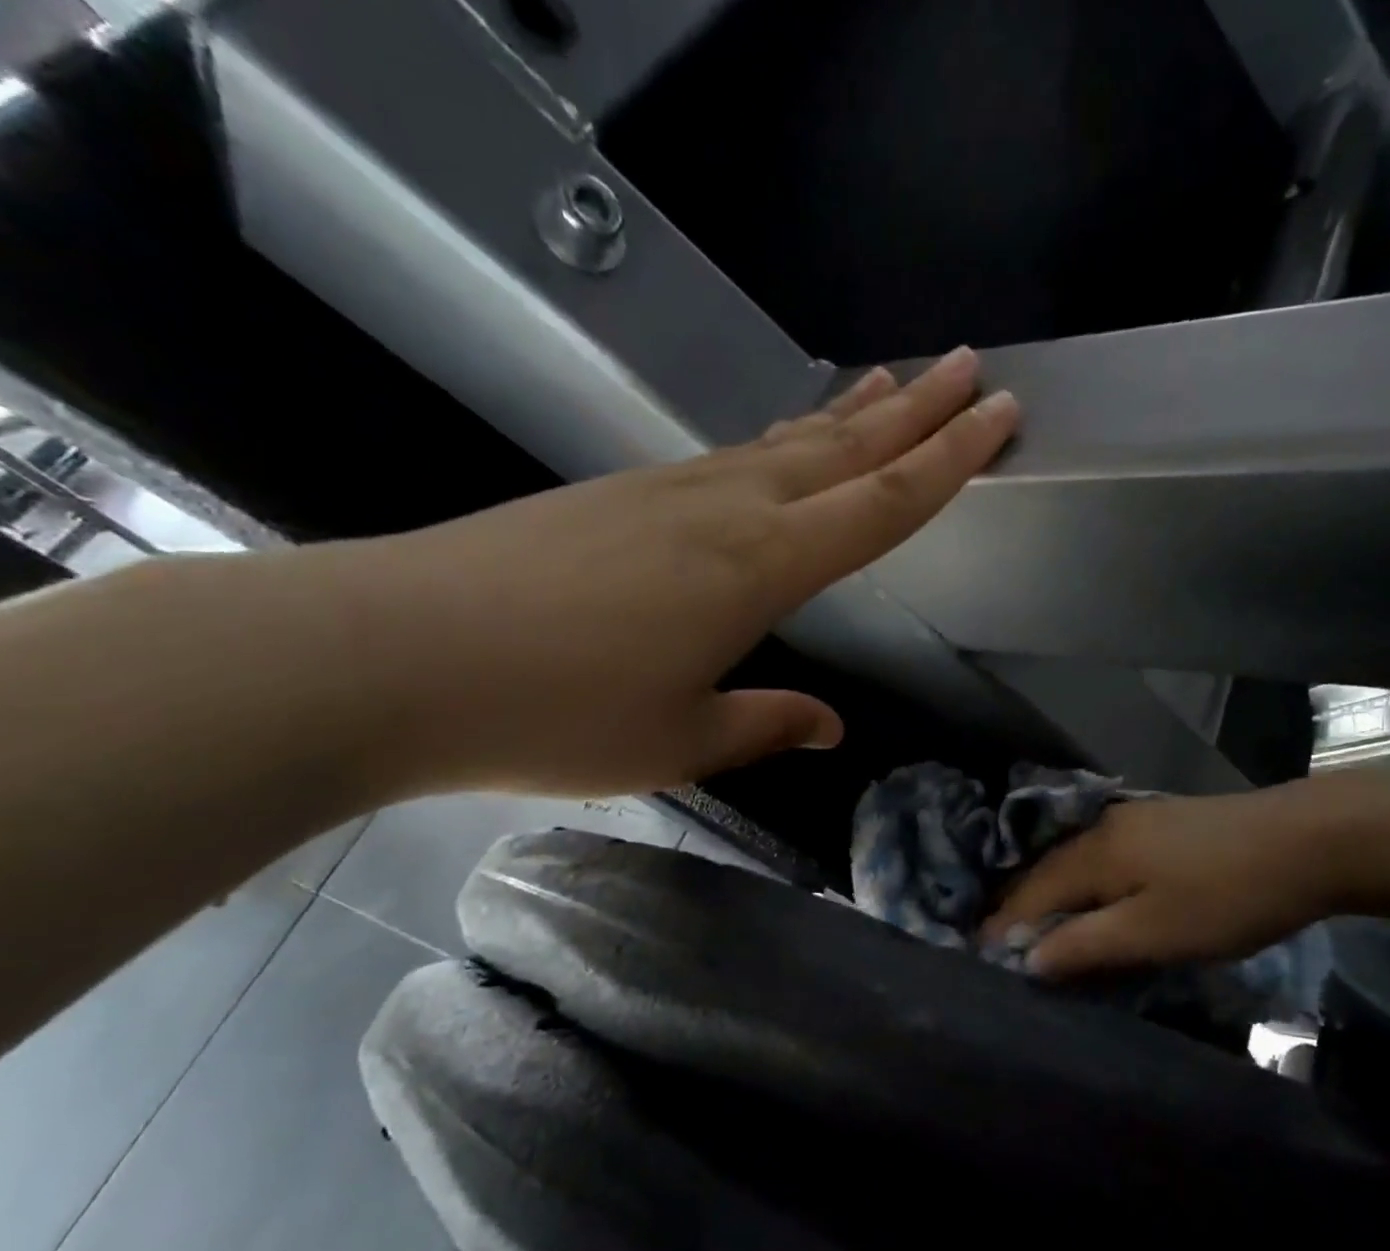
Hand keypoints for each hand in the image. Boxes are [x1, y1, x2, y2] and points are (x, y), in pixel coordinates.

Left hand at [351, 346, 1018, 796]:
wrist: (392, 655)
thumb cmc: (555, 714)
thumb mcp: (680, 741)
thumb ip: (766, 724)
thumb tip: (831, 727)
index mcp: (760, 567)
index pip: (882, 503)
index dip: (950, 461)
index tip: (998, 415)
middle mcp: (726, 509)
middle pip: (844, 450)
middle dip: (917, 412)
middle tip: (970, 370)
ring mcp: (667, 491)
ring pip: (785, 443)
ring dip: (848, 416)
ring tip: (893, 385)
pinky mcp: (620, 493)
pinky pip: (730, 458)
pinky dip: (780, 442)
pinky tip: (787, 444)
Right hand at [980, 779, 1373, 975]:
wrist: (1308, 840)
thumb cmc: (1226, 895)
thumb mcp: (1154, 933)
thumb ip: (1086, 944)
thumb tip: (1027, 958)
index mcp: (1094, 854)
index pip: (1031, 893)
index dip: (1004, 926)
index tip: (979, 955)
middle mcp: (1103, 829)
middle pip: (1046, 871)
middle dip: (1019, 907)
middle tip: (1000, 943)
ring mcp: (1134, 821)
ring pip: (1074, 861)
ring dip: (1051, 894)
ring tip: (1038, 926)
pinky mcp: (1161, 825)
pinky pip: (1102, 857)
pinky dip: (1082, 882)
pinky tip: (1092, 896)